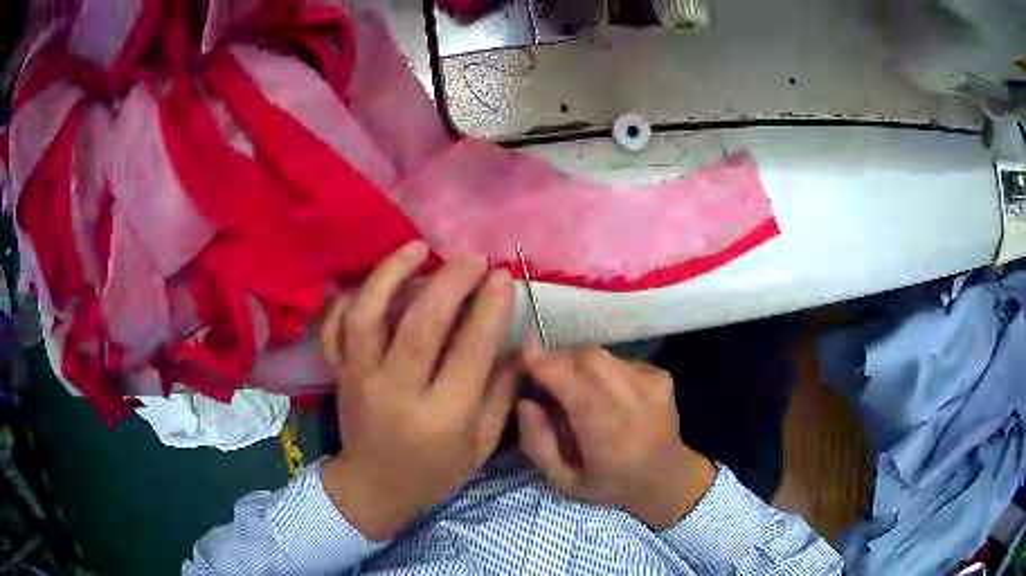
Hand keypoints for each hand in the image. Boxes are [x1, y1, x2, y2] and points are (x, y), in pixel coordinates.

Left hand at [318, 241, 518, 540]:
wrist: (373, 487)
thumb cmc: (434, 471)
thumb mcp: (480, 445)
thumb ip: (501, 393)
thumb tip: (518, 342)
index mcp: (441, 417)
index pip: (469, 353)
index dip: (489, 309)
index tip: (502, 276)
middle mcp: (396, 393)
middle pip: (419, 326)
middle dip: (449, 283)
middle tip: (471, 259)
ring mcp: (359, 380)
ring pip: (367, 317)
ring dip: (390, 275)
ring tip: (416, 248)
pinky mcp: (339, 374)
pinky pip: (333, 330)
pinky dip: (345, 300)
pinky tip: (370, 281)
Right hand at [518, 344, 715, 529]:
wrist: (667, 479)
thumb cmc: (610, 484)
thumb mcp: (563, 481)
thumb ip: (538, 444)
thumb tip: (525, 402)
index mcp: (604, 430)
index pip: (569, 381)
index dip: (543, 362)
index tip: (523, 351)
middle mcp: (630, 399)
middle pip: (585, 357)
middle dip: (560, 361)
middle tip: (548, 379)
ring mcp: (650, 383)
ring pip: (602, 355)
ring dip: (580, 365)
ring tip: (578, 390)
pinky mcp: (661, 376)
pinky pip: (620, 360)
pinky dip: (604, 370)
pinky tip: (607, 394)